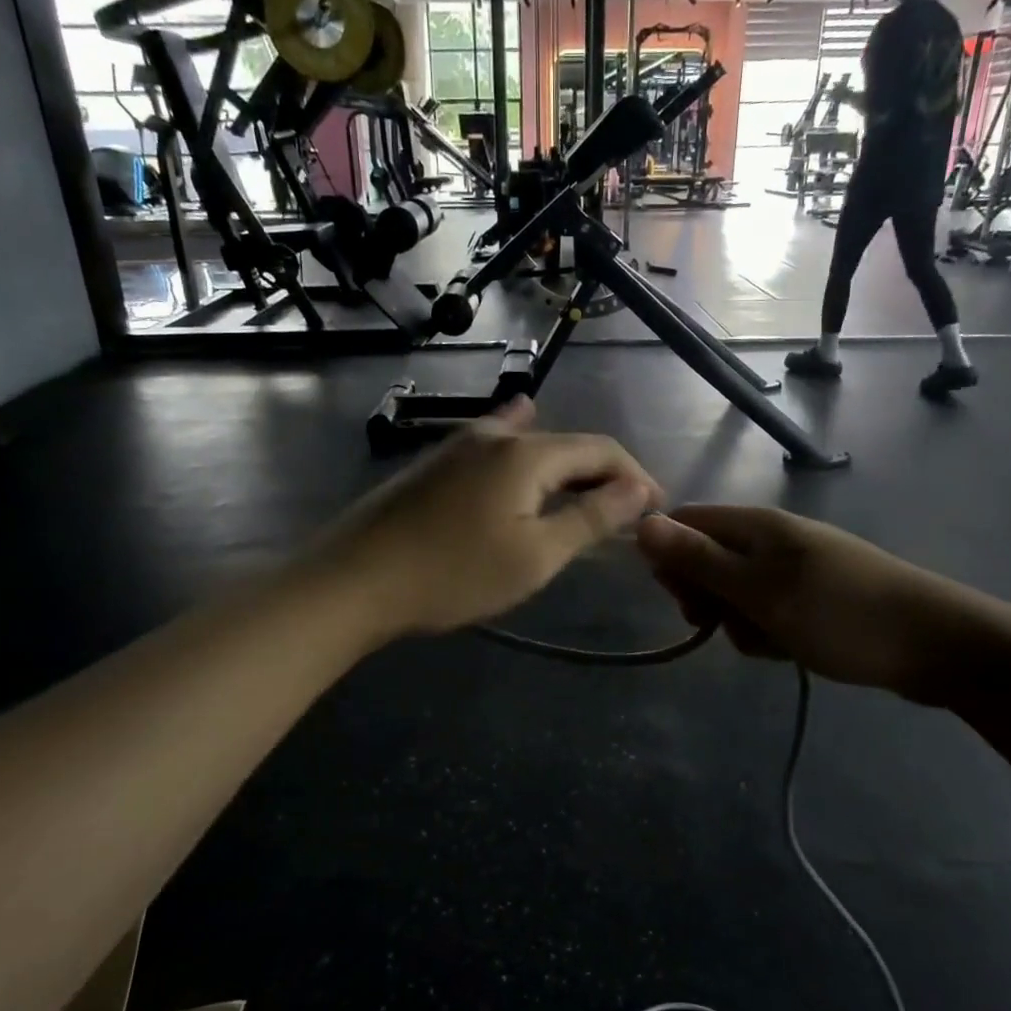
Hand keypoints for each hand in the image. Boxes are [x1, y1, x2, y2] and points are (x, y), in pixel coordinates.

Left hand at [322, 400, 660, 638]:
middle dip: (601, 476)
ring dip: (564, 470)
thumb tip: (639, 488)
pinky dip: (522, 451)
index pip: (600, 450)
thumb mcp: (535, 555)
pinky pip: (493, 447)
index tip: (656, 509)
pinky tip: (518, 430)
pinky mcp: (433, 464)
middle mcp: (494, 435)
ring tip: (584, 495)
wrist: (354, 581)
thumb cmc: (453, 574)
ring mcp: (457, 445)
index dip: (634, 476)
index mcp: (527, 453)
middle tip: (623, 516)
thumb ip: (591, 517)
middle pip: (565, 445)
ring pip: (528, 446)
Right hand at [635, 506, 981, 704]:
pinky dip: (769, 632)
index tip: (680, 599)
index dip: (671, 558)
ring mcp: (795, 569)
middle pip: (709, 561)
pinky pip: (768, 612)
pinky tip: (791, 649)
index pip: (687, 524)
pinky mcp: (813, 598)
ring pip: (737, 594)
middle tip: (726, 624)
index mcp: (756, 526)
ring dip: (740, 623)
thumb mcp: (759, 591)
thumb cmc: (839, 613)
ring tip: (772, 641)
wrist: (936, 645)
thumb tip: (641, 524)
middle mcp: (772, 540)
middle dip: (708, 598)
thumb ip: (699, 560)